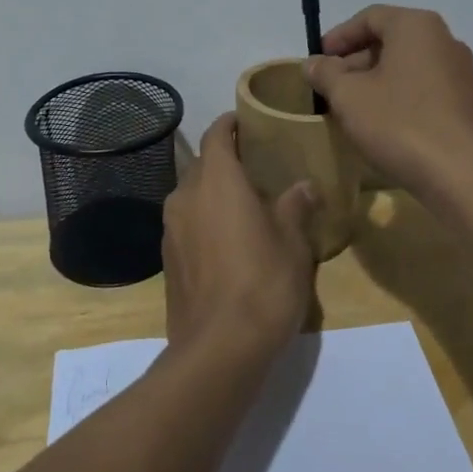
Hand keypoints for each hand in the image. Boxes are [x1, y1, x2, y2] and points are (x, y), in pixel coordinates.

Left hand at [161, 113, 318, 360]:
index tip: (248, 122)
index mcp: (216, 180)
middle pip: (202, 166)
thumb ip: (295, 206)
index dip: (231, 124)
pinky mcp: (168, 261)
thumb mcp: (293, 242)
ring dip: (214, 195)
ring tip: (245, 206)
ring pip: (192, 197)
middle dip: (225, 162)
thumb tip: (304, 186)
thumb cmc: (263, 282)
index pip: (216, 135)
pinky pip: (187, 226)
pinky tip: (229, 243)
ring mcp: (171, 230)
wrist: (219, 348)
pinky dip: (205, 222)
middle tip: (257, 169)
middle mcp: (185, 197)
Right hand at [305, 5, 472, 197]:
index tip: (317, 62)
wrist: (464, 176)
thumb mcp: (349, 96)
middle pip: (391, 41)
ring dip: (376, 83)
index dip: (338, 37)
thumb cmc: (400, 124)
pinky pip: (426, 90)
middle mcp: (445, 40)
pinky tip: (384, 127)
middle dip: (355, 62)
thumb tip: (313, 63)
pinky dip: (400, 98)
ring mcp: (462, 73)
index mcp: (417, 26)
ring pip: (408, 67)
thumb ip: (325, 73)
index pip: (370, 17)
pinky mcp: (469, 104)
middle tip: (331, 89)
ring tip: (353, 110)